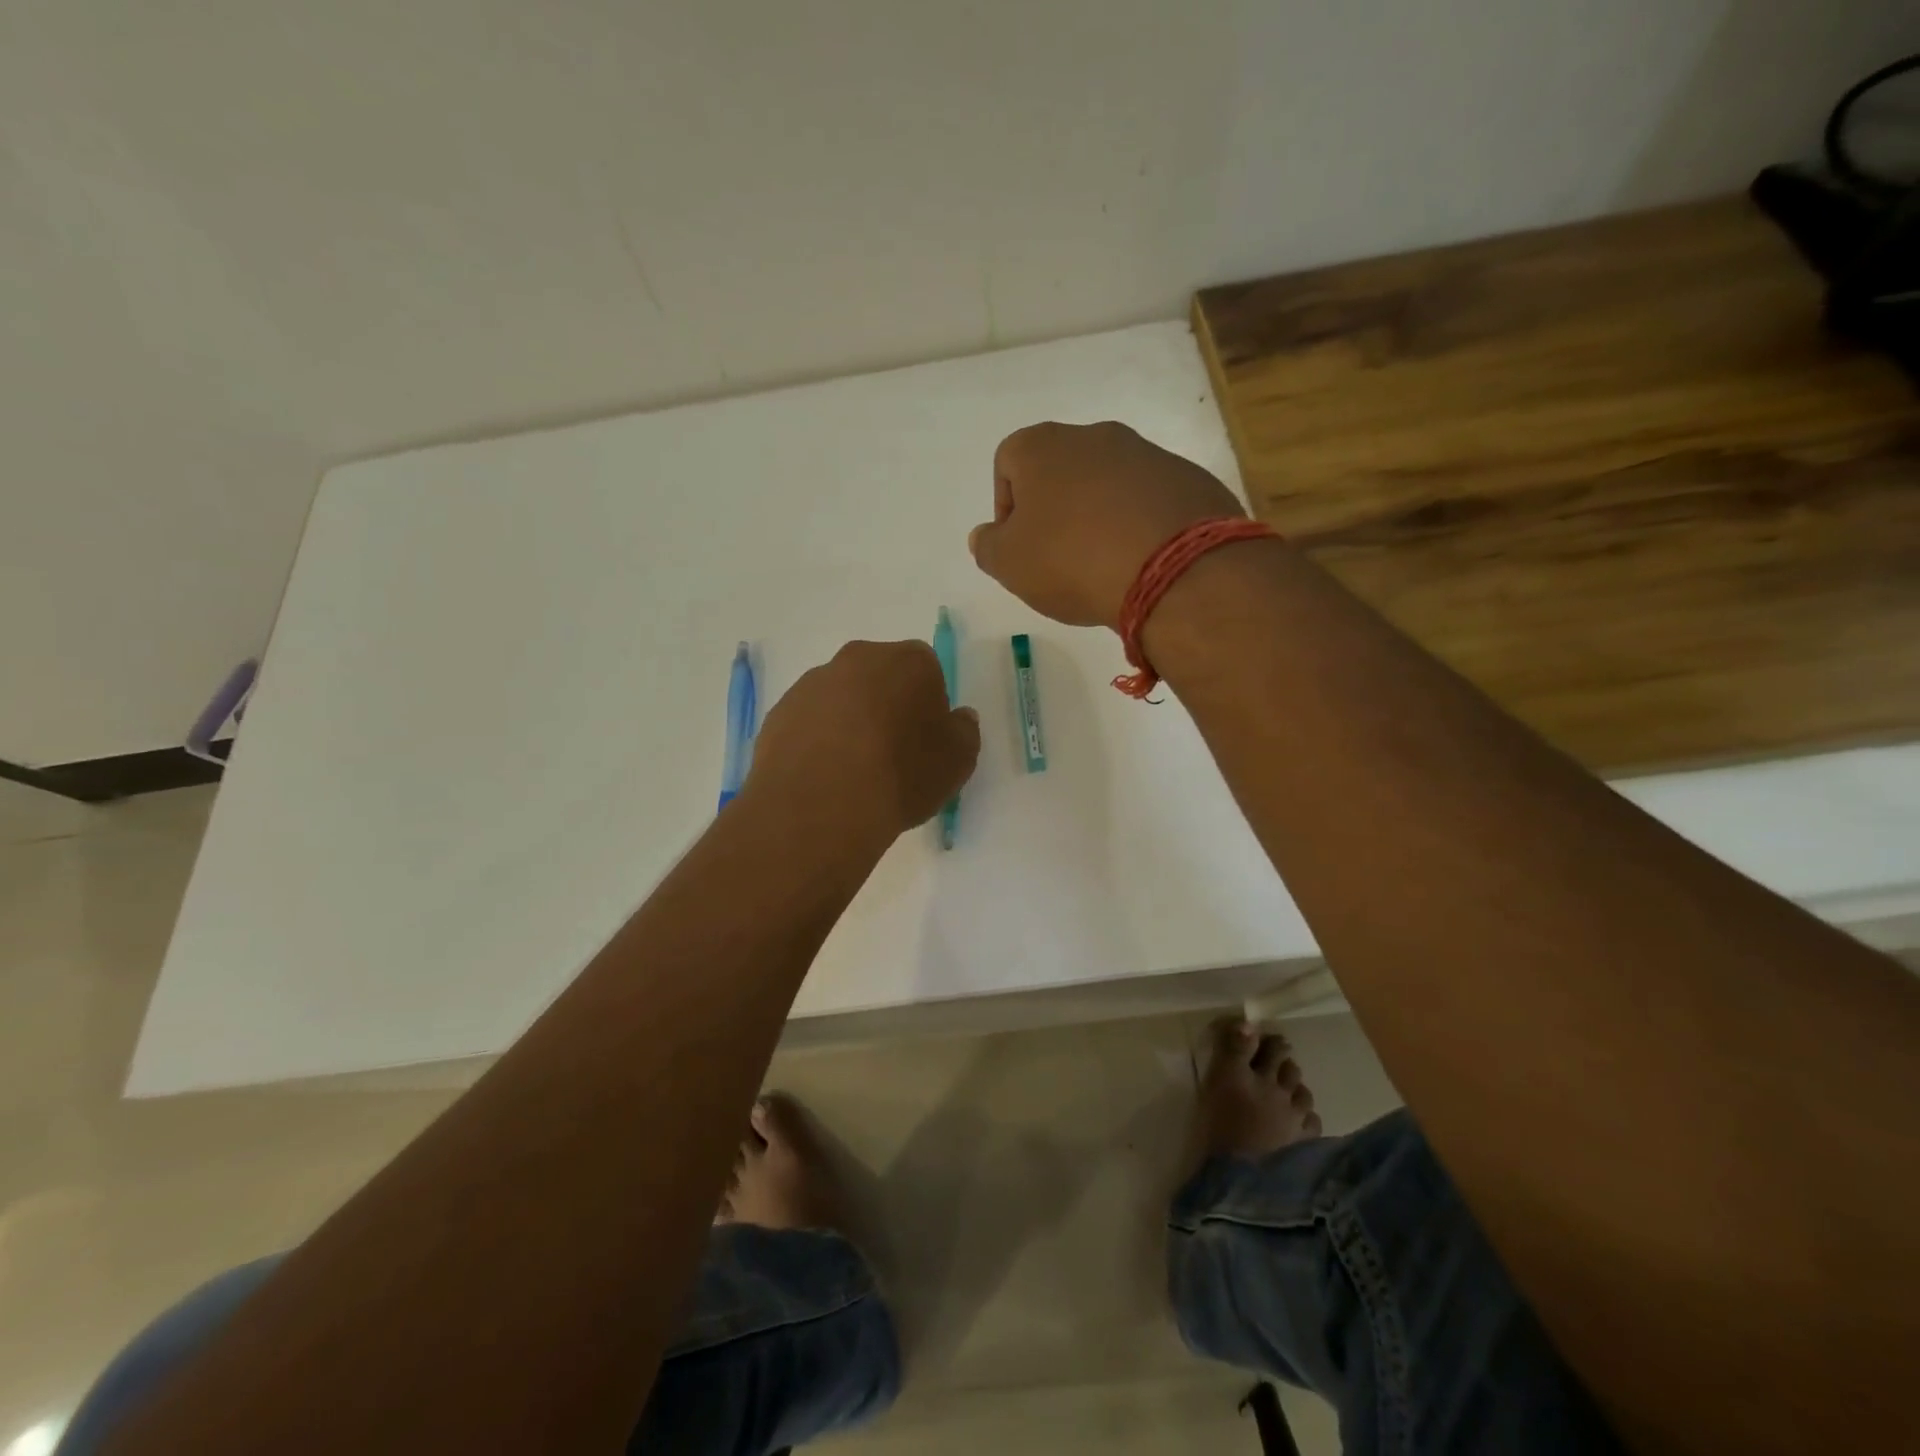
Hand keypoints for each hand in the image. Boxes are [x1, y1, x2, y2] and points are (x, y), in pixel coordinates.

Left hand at [747, 640, 979, 843]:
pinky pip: (809, 722)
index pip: (926, 670)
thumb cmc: (901, 775)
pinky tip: (825, 778)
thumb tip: (957, 718)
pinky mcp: (779, 713)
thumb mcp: (957, 762)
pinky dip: (818, 741)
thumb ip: (964, 732)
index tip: (926, 740)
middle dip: (887, 706)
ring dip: (850, 723)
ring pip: (841, 698)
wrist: (820, 806)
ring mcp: (811, 685)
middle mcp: (856, 660)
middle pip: (879, 677)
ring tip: (854, 772)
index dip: (929, 705)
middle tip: (892, 753)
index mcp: (906, 661)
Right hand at [969, 421, 1244, 630]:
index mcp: (1043, 447)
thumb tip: (986, 535)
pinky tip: (1142, 561)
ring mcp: (1148, 453)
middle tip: (1058, 557)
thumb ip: (988, 547)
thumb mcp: (1010, 565)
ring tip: (1104, 564)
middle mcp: (1095, 436)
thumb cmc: (1072, 560)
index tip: (1018, 545)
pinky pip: (1151, 499)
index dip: (1006, 504)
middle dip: (1056, 509)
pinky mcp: (1188, 479)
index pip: (1008, 461)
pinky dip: (1140, 524)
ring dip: (1099, 515)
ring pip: (1109, 482)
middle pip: (1061, 469)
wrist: (1173, 568)